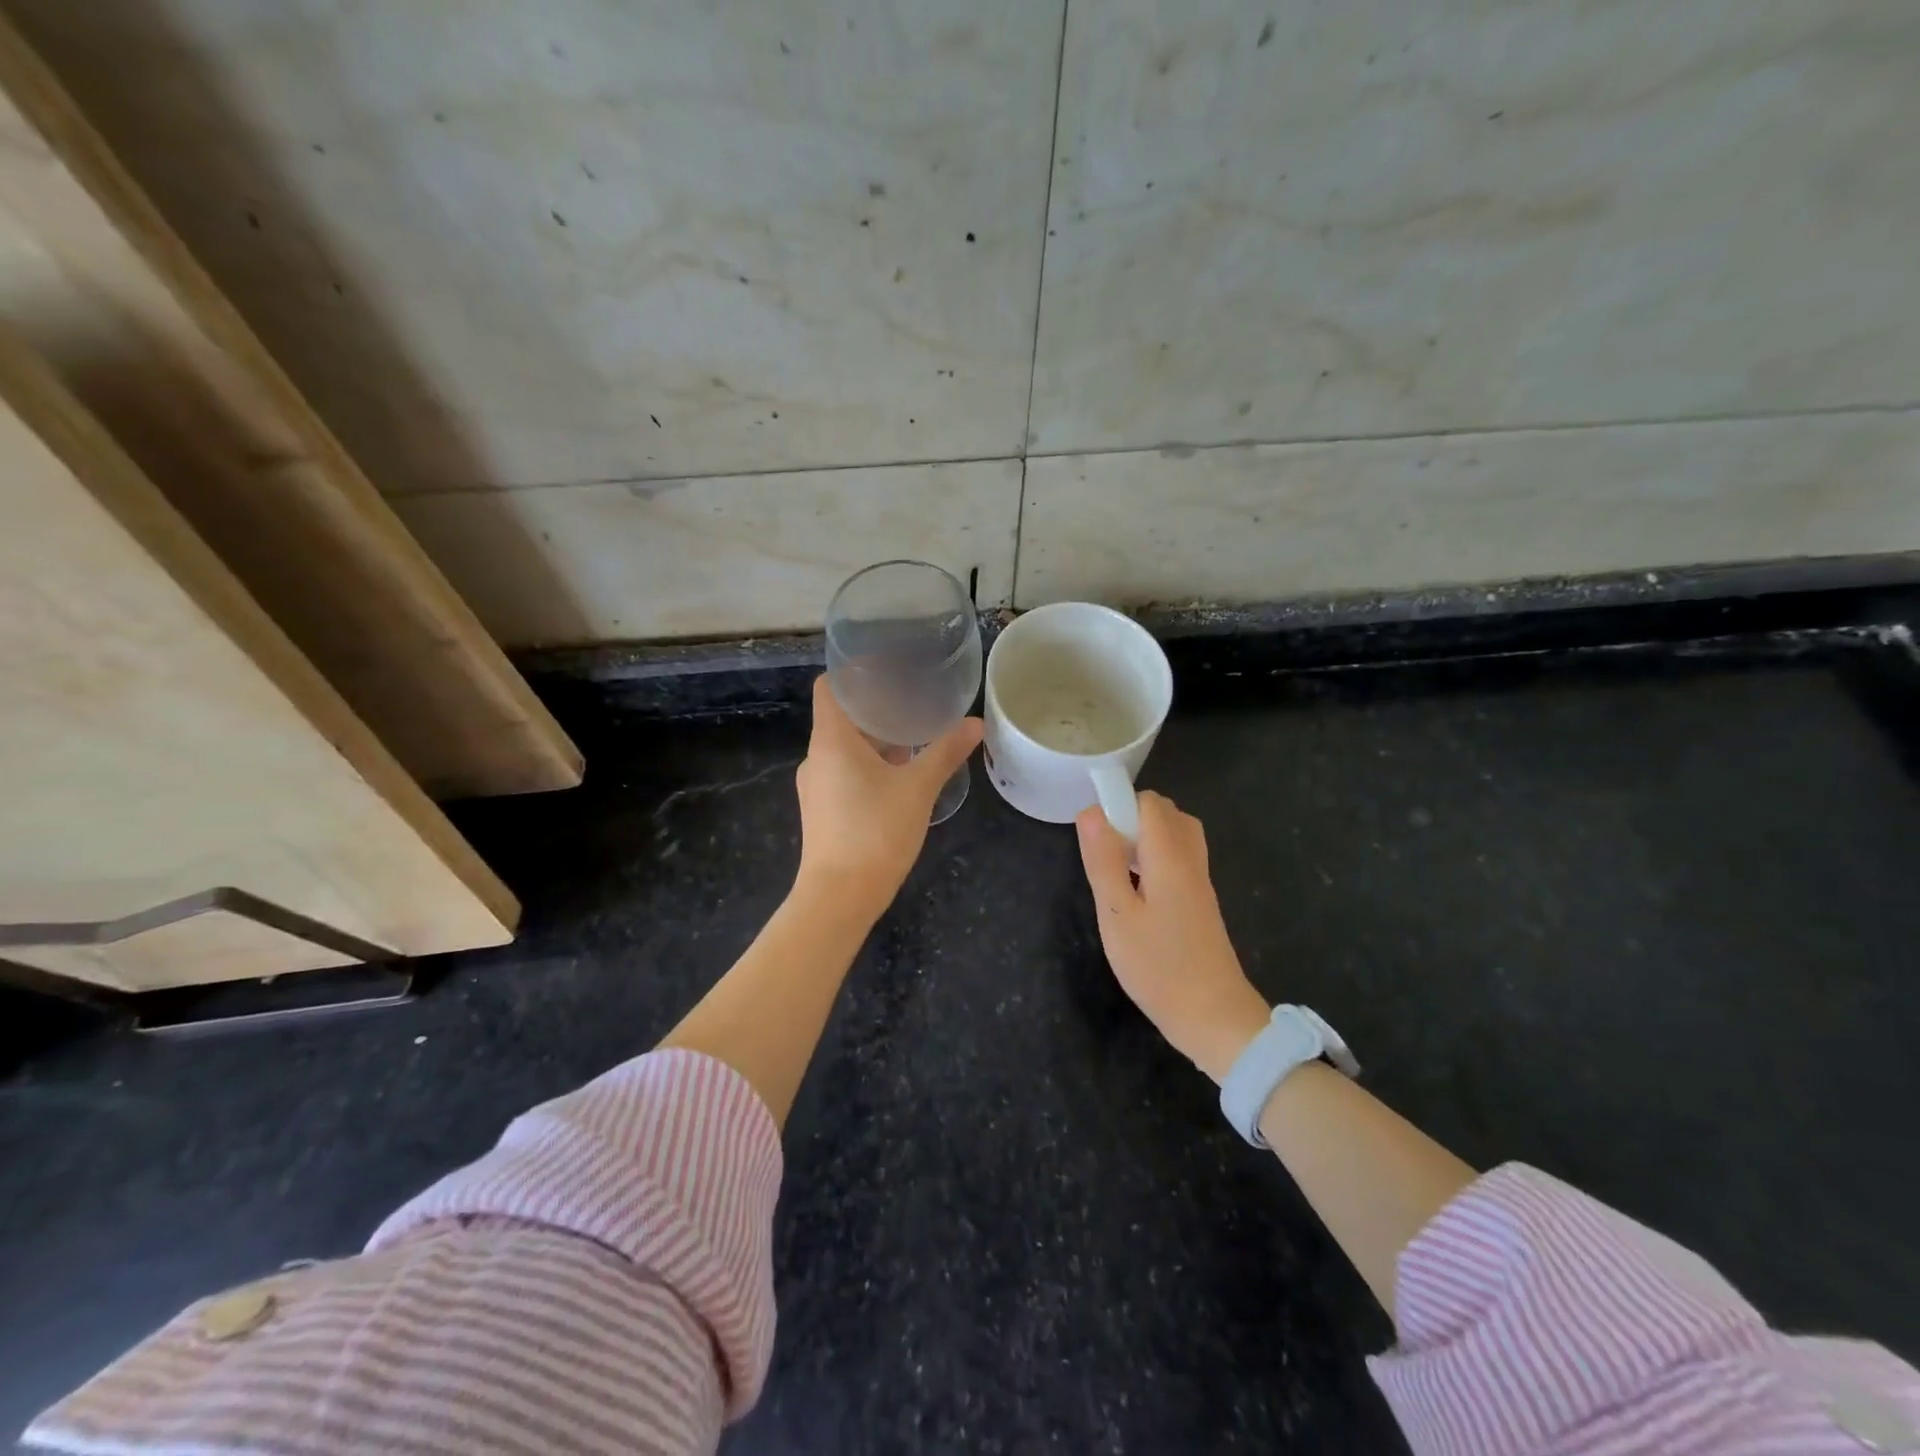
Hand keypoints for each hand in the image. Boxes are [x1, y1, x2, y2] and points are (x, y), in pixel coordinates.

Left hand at [794, 675, 982, 917]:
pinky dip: (870, 765)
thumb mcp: (918, 788)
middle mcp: (817, 758)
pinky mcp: (823, 810)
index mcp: (832, 740)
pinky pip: (845, 773)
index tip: (887, 668)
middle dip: (876, 708)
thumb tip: (975, 724)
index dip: (853, 673)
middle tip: (913, 700)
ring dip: (876, 740)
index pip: (829, 687)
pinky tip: (901, 775)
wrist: (839, 896)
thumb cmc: (875, 832)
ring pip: (845, 748)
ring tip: (914, 736)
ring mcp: (816, 786)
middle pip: (841, 717)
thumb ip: (945, 752)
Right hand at [1077, 791, 1269, 1082]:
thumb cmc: (1159, 967)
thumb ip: (1103, 861)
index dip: (1119, 805)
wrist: (1214, 1017)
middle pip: (1165, 814)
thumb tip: (1090, 812)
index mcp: (1170, 857)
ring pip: (1174, 836)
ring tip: (1118, 871)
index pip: (1149, 802)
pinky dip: (1155, 859)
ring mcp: (1199, 881)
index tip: (1095, 837)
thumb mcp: (1117, 915)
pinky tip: (1136, 891)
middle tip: (1106, 856)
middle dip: (1131, 819)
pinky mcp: (1200, 901)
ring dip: (1143, 840)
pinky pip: (1178, 859)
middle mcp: (1190, 860)